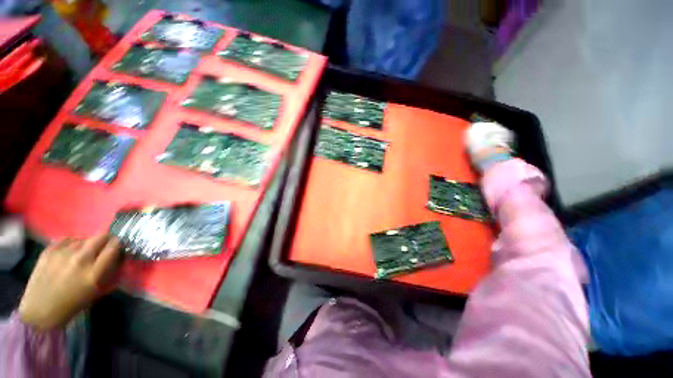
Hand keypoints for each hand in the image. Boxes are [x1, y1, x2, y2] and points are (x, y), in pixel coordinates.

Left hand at [19, 234, 121, 330]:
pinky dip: (72, 243)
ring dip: (87, 244)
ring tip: (82, 253)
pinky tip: (69, 252)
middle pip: (100, 236)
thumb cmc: (72, 304)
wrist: (40, 310)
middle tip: (103, 246)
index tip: (118, 246)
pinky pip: (67, 239)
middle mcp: (80, 259)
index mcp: (94, 272)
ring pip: (83, 238)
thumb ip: (109, 273)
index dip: (118, 244)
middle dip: (106, 239)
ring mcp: (63, 253)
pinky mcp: (49, 250)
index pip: (113, 247)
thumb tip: (119, 258)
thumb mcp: (97, 292)